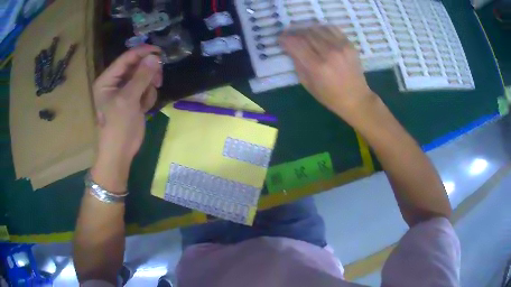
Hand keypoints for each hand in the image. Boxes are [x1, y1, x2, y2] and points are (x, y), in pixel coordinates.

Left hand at [91, 45, 161, 190]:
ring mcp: (124, 91)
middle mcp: (115, 82)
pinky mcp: (132, 99)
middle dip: (148, 73)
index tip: (159, 51)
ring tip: (145, 102)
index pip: (126, 59)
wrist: (120, 153)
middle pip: (136, 66)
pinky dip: (148, 96)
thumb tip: (155, 57)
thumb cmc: (118, 127)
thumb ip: (141, 77)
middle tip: (157, 80)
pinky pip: (145, 88)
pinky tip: (144, 108)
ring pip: (143, 77)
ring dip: (148, 87)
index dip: (142, 52)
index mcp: (107, 80)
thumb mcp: (128, 100)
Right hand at [280, 26, 375, 121]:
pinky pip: (331, 28)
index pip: (296, 44)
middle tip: (289, 34)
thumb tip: (290, 48)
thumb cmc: (330, 96)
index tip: (280, 39)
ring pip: (318, 28)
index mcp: (317, 67)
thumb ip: (298, 64)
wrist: (356, 98)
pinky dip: (321, 28)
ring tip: (302, 33)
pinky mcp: (349, 44)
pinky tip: (317, 32)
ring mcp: (341, 46)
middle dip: (294, 32)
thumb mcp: (308, 84)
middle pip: (306, 33)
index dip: (285, 39)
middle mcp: (329, 53)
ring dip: (306, 29)